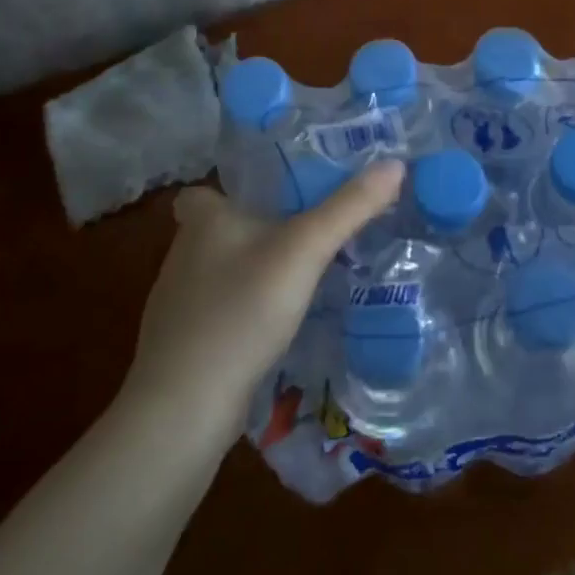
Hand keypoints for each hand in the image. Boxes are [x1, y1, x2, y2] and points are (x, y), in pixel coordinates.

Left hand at [121, 161, 403, 431]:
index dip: (229, 191)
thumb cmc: (240, 311)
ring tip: (302, 274)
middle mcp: (182, 255)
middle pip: (218, 230)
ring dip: (253, 271)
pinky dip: (245, 311)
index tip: (269, 197)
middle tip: (305, 229)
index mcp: (203, 221)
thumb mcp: (305, 250)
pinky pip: (221, 312)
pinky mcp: (185, 346)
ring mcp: (179, 305)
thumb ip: (350, 207)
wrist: (184, 409)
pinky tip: (277, 325)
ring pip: (221, 272)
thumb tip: (395, 165)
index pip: (201, 191)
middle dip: (255, 229)